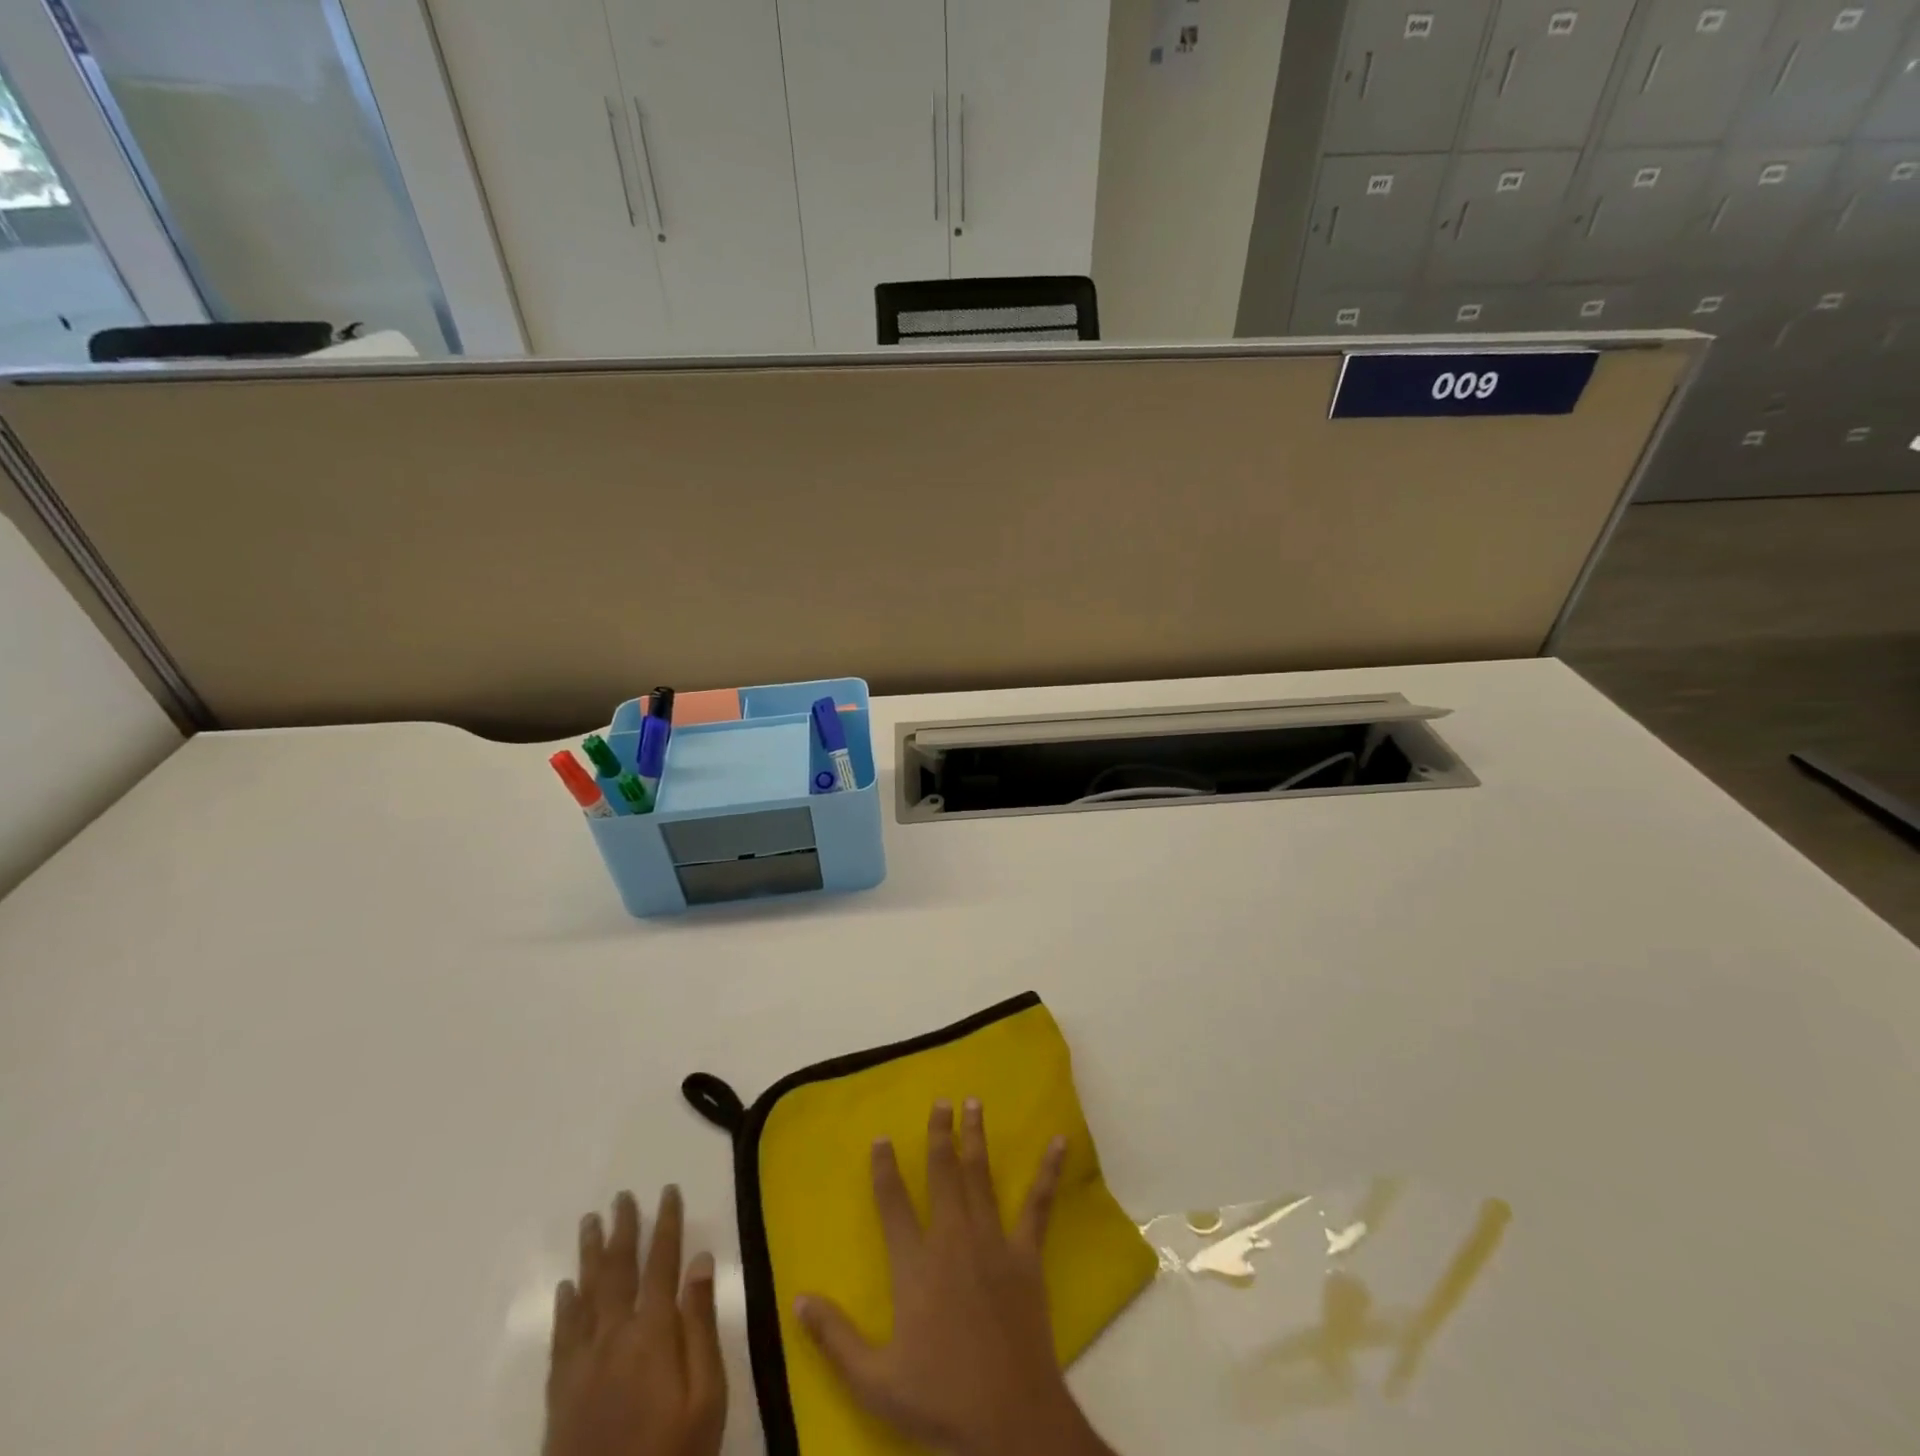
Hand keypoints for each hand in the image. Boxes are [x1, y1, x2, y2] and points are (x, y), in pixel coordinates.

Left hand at [544, 1186, 726, 1455]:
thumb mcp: (706, 1397)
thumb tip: (701, 1260)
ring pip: (586, 1294)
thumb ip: (700, 1326)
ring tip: (591, 1223)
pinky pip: (561, 1336)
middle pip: (619, 1271)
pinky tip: (567, 1287)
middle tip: (622, 1196)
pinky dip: (565, 1306)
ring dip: (591, 1255)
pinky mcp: (560, 1394)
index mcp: (654, 1332)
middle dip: (624, 1230)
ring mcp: (583, 1364)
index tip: (668, 1191)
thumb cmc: (672, 1455)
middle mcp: (614, 1336)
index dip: (666, 1224)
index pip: (662, 1263)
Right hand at [795, 1099, 1116, 1455]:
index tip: (881, 1138)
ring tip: (975, 1103)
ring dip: (977, 1138)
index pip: (893, 1204)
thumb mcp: (873, 1380)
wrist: (1009, 1422)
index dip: (885, 1169)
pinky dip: (1048, 1172)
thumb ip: (834, 1337)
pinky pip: (1038, 1206)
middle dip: (939, 1134)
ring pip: (981, 1177)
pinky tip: (1060, 1142)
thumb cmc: (939, 1400)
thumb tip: (798, 1298)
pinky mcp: (1026, 1255)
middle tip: (941, 1101)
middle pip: (942, 1174)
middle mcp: (952, 1239)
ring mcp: (992, 1242)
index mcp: (915, 1265)